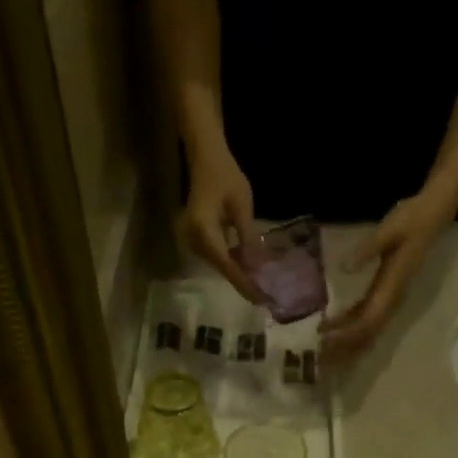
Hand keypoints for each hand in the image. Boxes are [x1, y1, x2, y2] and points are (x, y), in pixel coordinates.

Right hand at [181, 141, 261, 302]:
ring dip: (239, 274)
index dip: (244, 282)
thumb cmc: (225, 176)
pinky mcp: (197, 238)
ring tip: (260, 287)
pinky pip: (216, 256)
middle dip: (243, 282)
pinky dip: (232, 262)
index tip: (261, 299)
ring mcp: (193, 240)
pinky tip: (248, 268)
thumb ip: (248, 238)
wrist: (204, 158)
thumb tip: (257, 267)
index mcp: (204, 231)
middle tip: (264, 298)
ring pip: (219, 264)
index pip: (227, 264)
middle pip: (221, 268)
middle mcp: (194, 240)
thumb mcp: (242, 206)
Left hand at [321, 185, 457, 361]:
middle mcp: (392, 298)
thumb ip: (367, 249)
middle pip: (367, 332)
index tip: (326, 339)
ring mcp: (390, 296)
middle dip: (344, 346)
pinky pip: (367, 315)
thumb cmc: (411, 219)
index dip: (348, 334)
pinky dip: (350, 325)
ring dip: (346, 340)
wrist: (432, 213)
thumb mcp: (388, 229)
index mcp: (391, 287)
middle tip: (319, 355)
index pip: (369, 321)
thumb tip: (345, 268)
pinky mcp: (386, 291)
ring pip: (368, 328)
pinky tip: (332, 327)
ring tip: (322, 348)